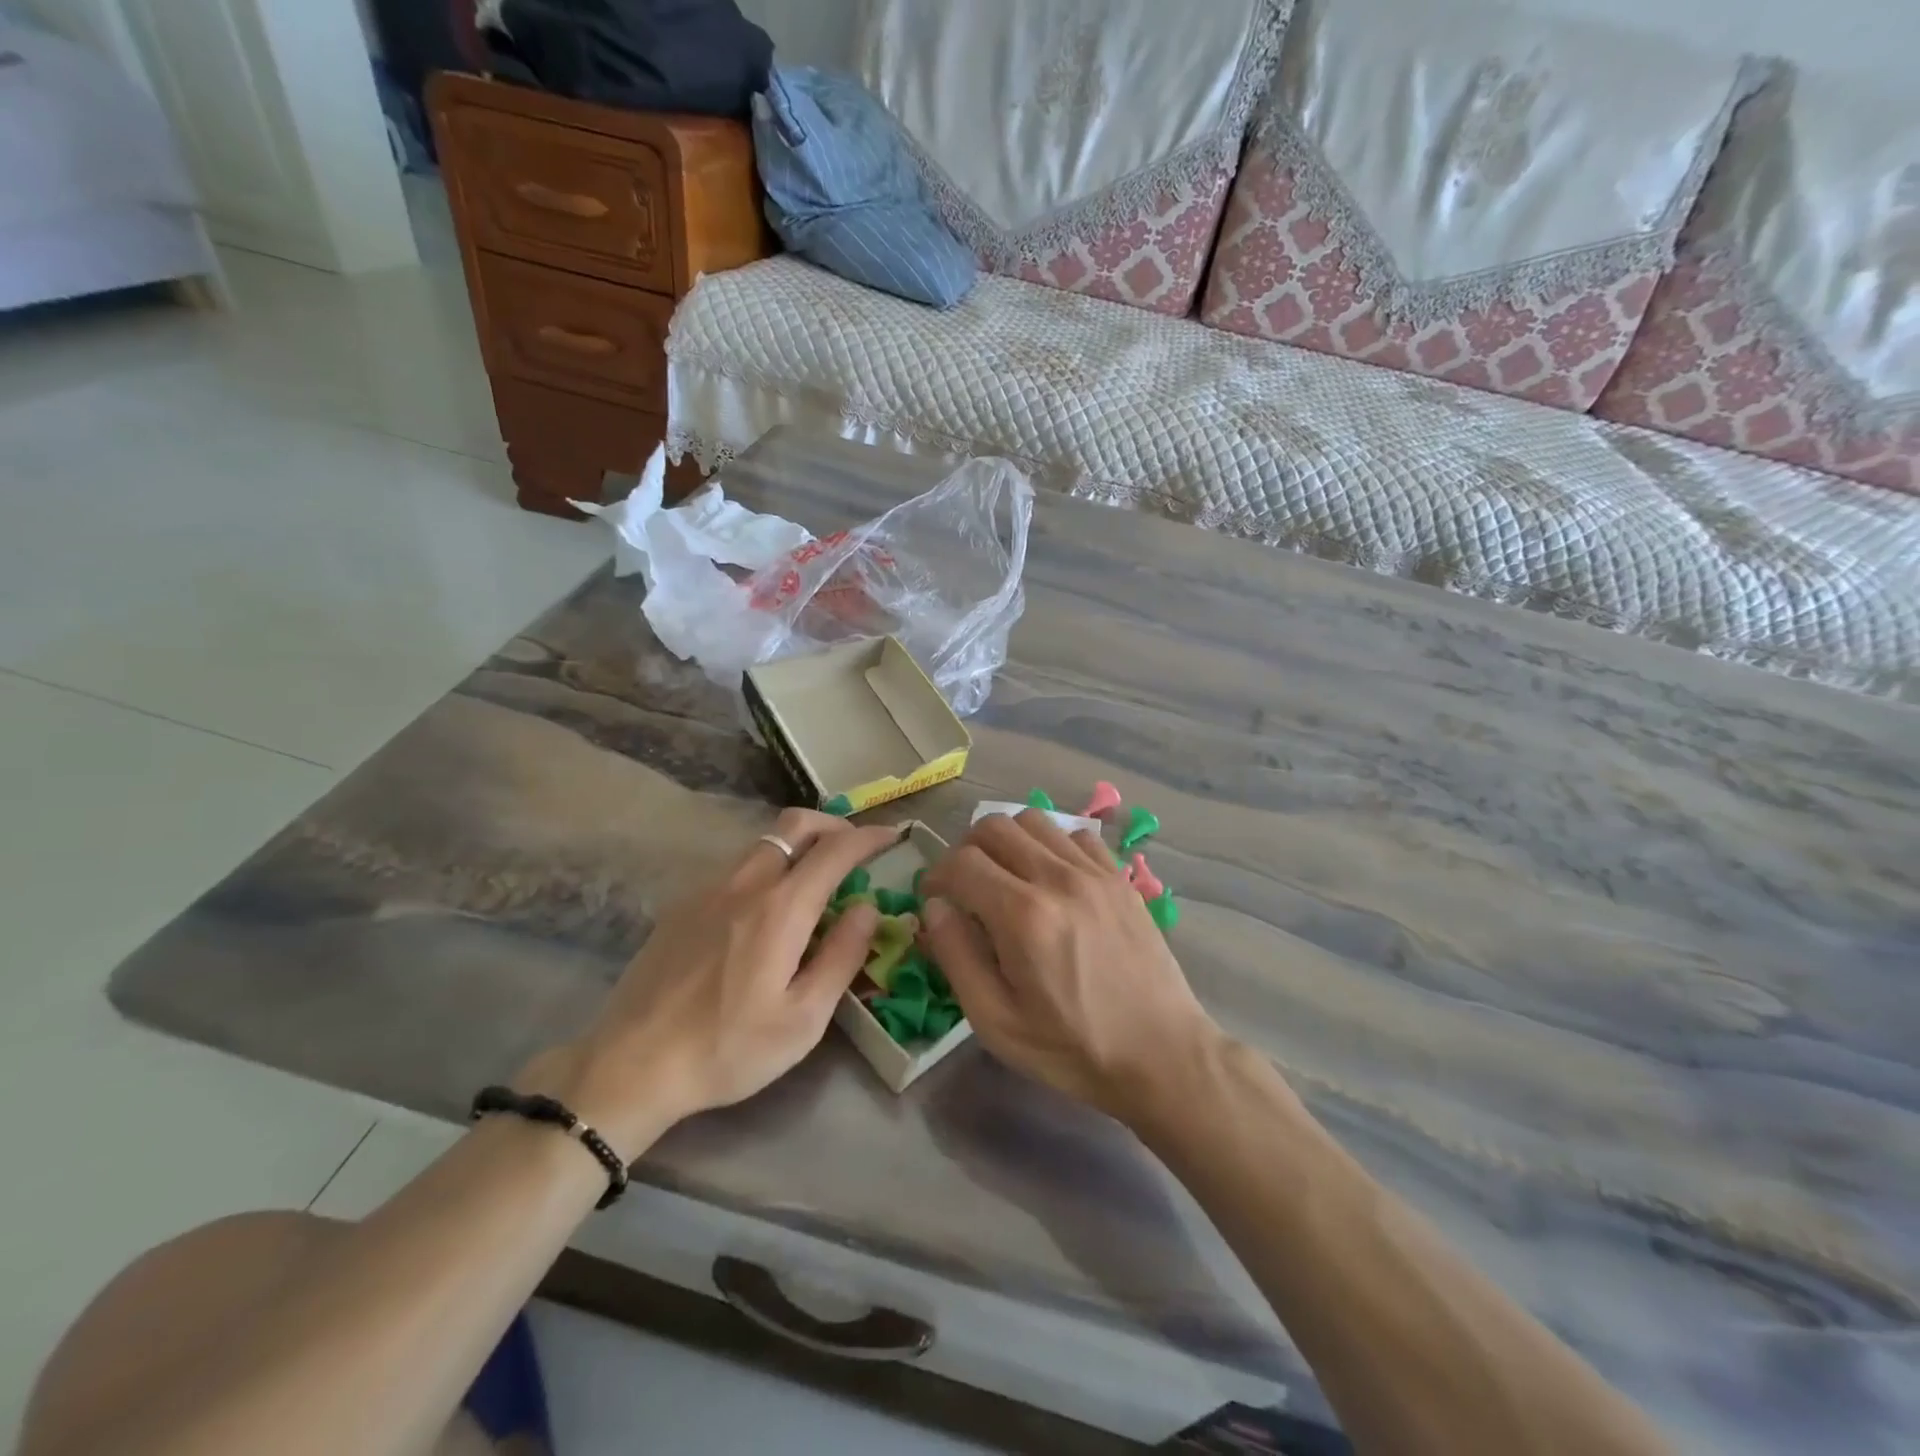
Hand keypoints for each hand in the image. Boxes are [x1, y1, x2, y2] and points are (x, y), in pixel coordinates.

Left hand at [521, 809, 897, 1158]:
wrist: (631, 1067)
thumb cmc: (727, 1049)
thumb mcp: (803, 1019)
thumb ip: (842, 956)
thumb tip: (867, 907)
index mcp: (780, 909)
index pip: (835, 850)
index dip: (869, 837)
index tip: (892, 837)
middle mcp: (745, 884)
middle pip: (795, 825)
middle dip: (833, 825)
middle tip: (855, 848)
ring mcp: (707, 890)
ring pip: (764, 843)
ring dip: (799, 845)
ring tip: (816, 879)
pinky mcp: (682, 905)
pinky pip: (737, 867)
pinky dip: (768, 867)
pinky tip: (767, 910)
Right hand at [920, 809, 1220, 1122]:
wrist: (1160, 1054)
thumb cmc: (1071, 1047)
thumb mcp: (996, 1021)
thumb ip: (956, 956)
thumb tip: (935, 907)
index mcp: (1023, 915)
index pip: (961, 862)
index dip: (936, 875)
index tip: (933, 898)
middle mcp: (1058, 878)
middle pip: (994, 826)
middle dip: (966, 850)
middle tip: (964, 885)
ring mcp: (1095, 873)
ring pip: (1034, 820)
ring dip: (1007, 840)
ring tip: (1004, 876)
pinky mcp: (1120, 878)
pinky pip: (1075, 835)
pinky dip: (1051, 844)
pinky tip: (1050, 878)